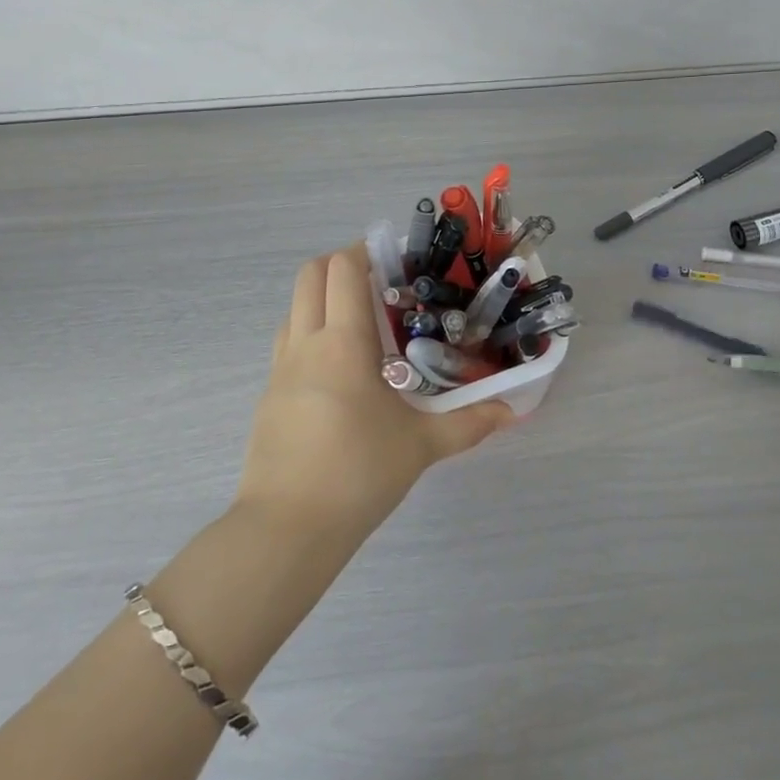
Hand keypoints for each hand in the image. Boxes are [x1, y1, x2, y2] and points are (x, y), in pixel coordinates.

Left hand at [235, 246, 511, 539]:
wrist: (288, 528)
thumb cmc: (359, 473)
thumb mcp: (421, 446)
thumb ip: (469, 423)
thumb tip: (511, 412)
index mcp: (343, 344)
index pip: (343, 269)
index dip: (366, 251)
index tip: (395, 259)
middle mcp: (305, 344)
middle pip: (310, 274)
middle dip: (341, 263)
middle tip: (380, 282)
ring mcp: (280, 369)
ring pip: (294, 307)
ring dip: (323, 298)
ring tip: (362, 323)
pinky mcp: (268, 396)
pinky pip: (287, 343)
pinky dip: (311, 332)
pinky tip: (339, 369)